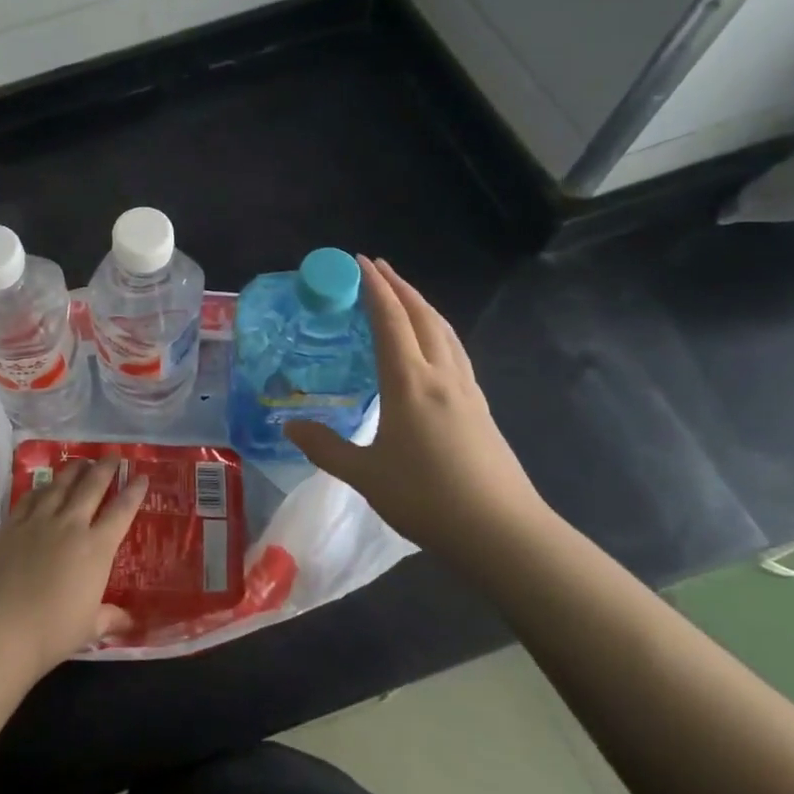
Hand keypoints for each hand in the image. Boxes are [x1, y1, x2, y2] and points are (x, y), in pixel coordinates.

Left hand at [0, 459, 148, 678]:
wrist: (0, 630)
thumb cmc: (52, 632)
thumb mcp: (89, 629)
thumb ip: (110, 618)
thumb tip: (129, 621)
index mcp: (96, 548)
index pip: (121, 511)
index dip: (133, 492)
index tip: (140, 476)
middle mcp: (70, 525)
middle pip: (91, 486)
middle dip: (105, 468)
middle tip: (112, 456)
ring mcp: (38, 521)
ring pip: (60, 484)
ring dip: (74, 469)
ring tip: (81, 461)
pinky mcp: (11, 525)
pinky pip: (30, 497)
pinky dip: (41, 487)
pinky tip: (44, 485)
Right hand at [286, 256, 548, 555]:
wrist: (502, 532)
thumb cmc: (427, 498)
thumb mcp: (365, 475)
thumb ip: (326, 448)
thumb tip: (290, 426)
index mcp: (409, 383)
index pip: (390, 321)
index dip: (374, 288)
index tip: (359, 262)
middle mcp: (441, 376)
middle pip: (422, 316)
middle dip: (399, 286)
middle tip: (377, 266)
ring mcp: (466, 390)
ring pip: (445, 331)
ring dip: (422, 305)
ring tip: (404, 295)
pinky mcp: (480, 408)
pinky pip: (455, 352)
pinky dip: (438, 331)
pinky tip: (433, 346)